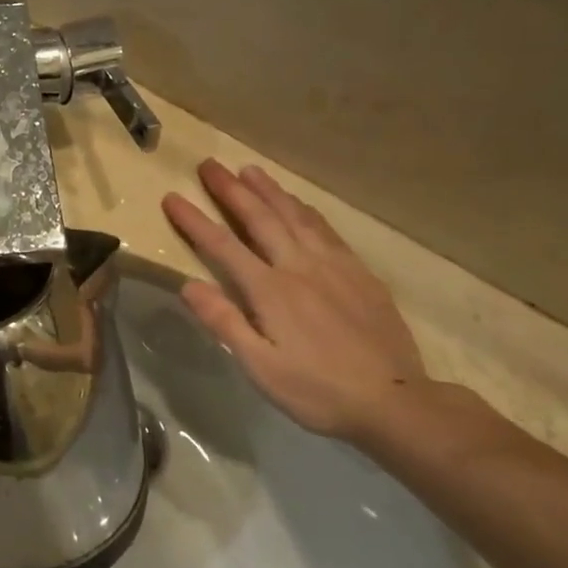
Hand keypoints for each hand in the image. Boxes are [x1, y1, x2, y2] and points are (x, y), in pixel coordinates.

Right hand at [163, 161, 426, 442]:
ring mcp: (333, 266)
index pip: (223, 246)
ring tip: (249, 170)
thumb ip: (224, 321)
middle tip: (209, 165)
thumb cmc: (317, 391)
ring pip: (295, 217)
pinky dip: (305, 210)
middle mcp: (299, 267)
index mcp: (270, 290)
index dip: (195, 220)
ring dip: (269, 191)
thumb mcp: (259, 366)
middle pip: (260, 219)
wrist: (394, 402)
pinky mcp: (359, 273)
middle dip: (231, 190)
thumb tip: (188, 284)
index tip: (172, 197)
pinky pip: (326, 230)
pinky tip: (299, 204)